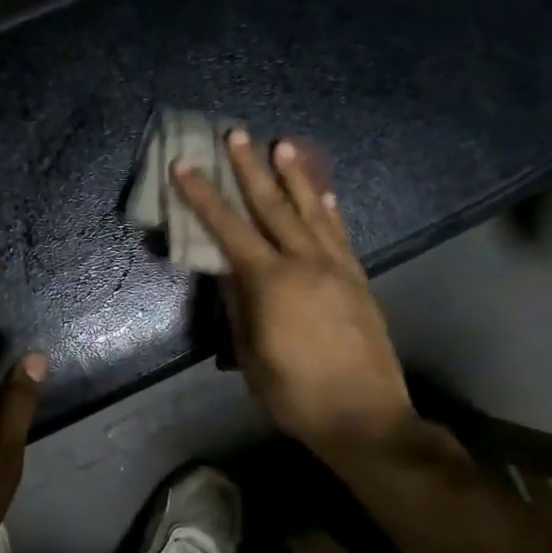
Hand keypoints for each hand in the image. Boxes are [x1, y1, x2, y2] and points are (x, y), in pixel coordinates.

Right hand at [170, 131, 417, 461]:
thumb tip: (225, 269)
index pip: (228, 228)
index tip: (185, 165)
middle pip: (272, 206)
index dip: (203, 196)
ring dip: (294, 176)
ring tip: (282, 143)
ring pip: (312, 211)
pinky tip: (324, 192)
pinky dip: (329, 209)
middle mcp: (305, 263)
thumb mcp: (250, 353)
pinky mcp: (358, 279)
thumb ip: (237, 304)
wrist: (366, 418)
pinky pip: (340, 234)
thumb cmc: (294, 393)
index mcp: (271, 282)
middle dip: (250, 168)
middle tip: (235, 134)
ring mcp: (337, 268)